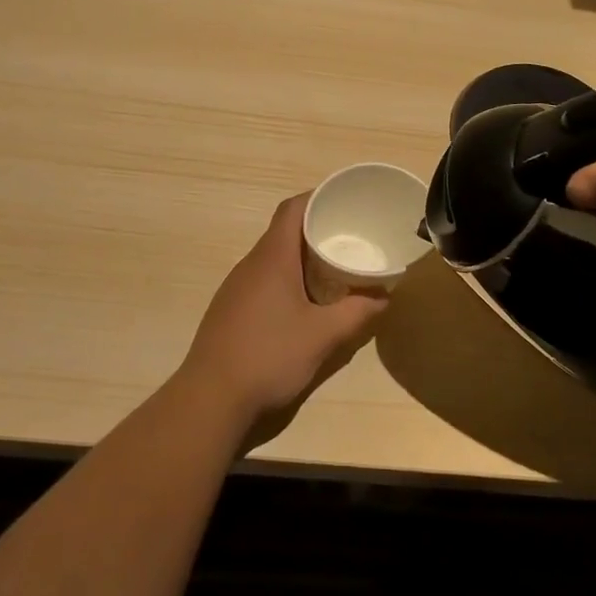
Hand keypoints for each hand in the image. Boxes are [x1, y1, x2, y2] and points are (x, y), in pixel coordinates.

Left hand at [176, 194, 387, 436]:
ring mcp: (236, 287)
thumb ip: (357, 313)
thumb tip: (385, 297)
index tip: (345, 202)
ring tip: (333, 269)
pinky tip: (303, 303)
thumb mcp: (322, 336)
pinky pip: (263, 280)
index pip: (292, 209)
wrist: (210, 398)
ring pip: (273, 258)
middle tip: (350, 239)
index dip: (317, 198)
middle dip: (316, 230)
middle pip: (283, 231)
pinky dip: (287, 279)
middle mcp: (250, 264)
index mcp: (272, 258)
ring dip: (301, 257)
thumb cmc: (269, 355)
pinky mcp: (230, 309)